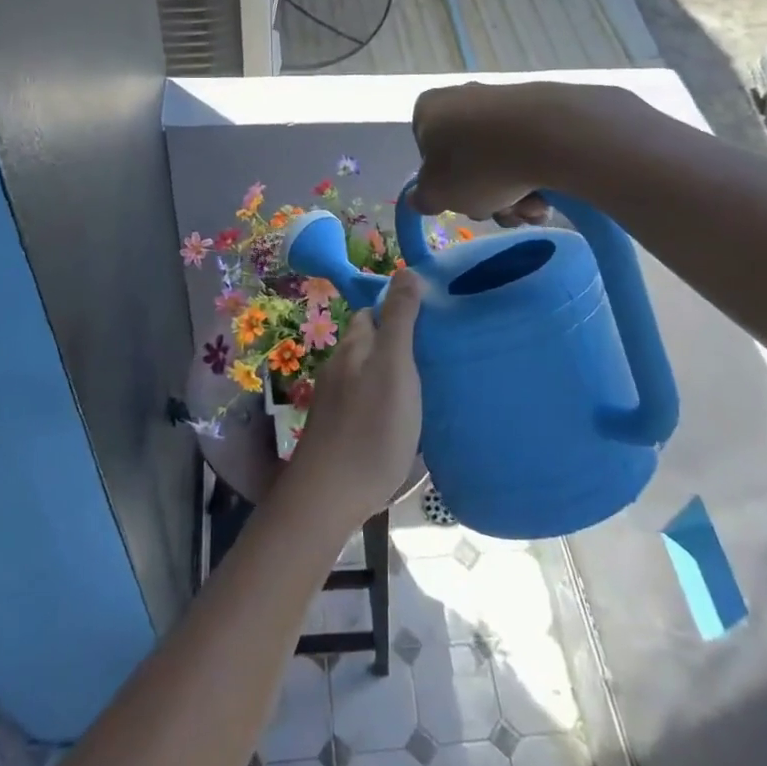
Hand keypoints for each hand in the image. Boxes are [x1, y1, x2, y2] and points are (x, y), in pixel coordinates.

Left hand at [290, 271, 424, 520]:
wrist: (331, 494)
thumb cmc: (370, 426)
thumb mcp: (394, 366)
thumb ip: (400, 320)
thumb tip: (406, 271)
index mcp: (354, 347)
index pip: (372, 312)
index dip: (396, 308)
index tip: (430, 315)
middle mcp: (339, 368)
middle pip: (369, 343)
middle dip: (395, 340)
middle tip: (435, 350)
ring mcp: (335, 402)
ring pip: (366, 374)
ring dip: (391, 372)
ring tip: (427, 383)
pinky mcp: (338, 432)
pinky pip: (365, 402)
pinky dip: (384, 400)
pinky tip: (403, 417)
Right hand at [411, 81, 644, 224]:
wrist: (551, 135)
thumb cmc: (479, 165)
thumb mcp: (438, 194)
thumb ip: (423, 198)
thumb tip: (418, 198)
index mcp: (428, 110)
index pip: (427, 154)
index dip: (444, 185)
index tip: (462, 201)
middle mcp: (462, 97)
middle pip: (468, 161)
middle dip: (485, 196)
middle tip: (500, 211)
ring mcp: (503, 100)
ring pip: (501, 160)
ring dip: (513, 195)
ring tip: (530, 208)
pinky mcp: (541, 107)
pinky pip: (529, 149)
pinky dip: (535, 175)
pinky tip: (548, 195)